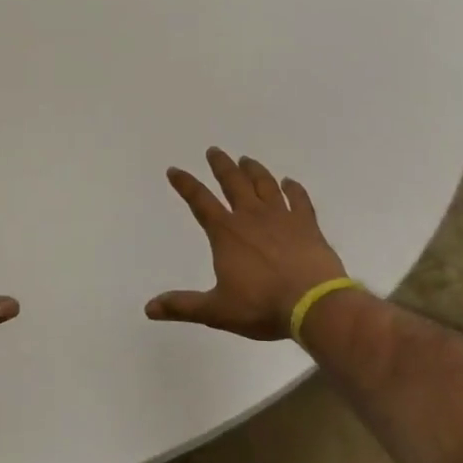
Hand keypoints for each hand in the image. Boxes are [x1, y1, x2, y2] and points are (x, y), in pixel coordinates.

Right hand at [148, 148, 348, 340]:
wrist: (313, 304)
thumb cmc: (262, 307)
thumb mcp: (217, 311)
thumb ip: (183, 306)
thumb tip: (149, 308)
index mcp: (226, 233)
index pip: (200, 201)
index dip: (185, 185)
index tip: (174, 170)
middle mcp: (251, 216)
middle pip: (233, 183)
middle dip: (221, 166)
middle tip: (214, 150)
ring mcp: (282, 217)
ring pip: (264, 184)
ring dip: (253, 170)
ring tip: (246, 160)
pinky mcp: (307, 224)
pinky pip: (299, 199)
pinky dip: (293, 188)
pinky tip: (289, 182)